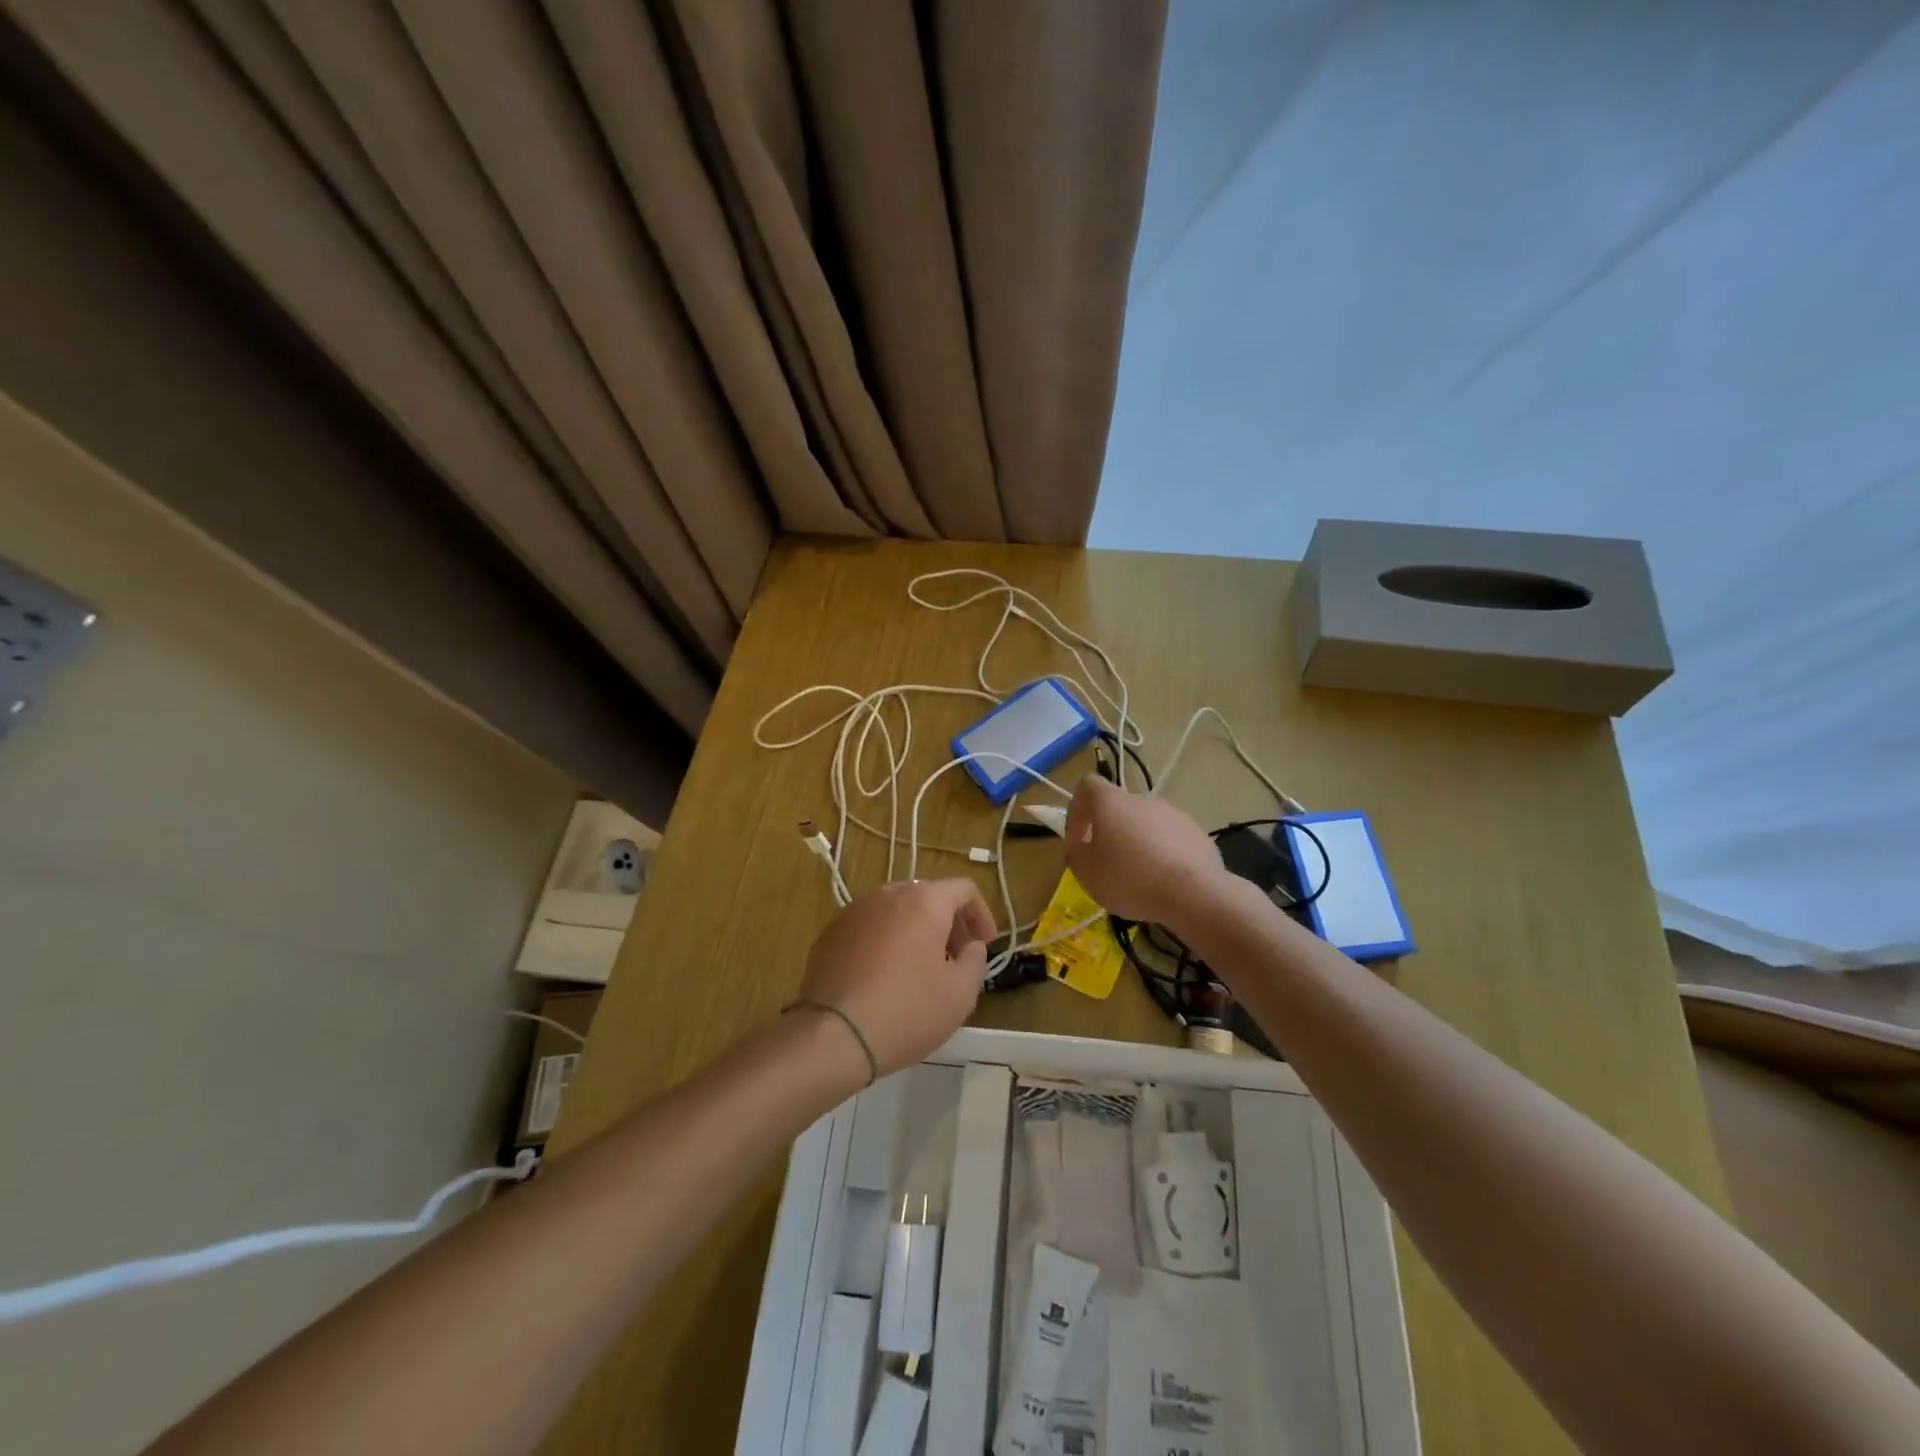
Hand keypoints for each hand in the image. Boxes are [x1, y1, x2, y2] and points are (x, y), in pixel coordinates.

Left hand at [797, 879, 995, 1076]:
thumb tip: (971, 946)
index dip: (981, 915)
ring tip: (920, 969)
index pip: (963, 889)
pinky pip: (869, 927)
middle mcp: (887, 894)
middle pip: (928, 896)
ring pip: (896, 911)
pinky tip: (884, 977)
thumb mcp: (960, 994)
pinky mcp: (831, 932)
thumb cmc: (907, 1011)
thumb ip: (976, 961)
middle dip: (948, 923)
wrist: (834, 1035)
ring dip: (916, 931)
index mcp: (924, 901)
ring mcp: (854, 911)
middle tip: (955, 958)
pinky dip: (885, 941)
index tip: (984, 945)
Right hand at [1065, 776, 1224, 926]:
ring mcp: (1173, 814)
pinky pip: (1170, 840)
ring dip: (1137, 844)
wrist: (1193, 893)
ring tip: (1138, 878)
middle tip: (1107, 865)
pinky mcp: (1196, 833)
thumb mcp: (1087, 873)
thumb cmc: (1129, 878)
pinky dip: (1162, 855)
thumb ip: (1075, 854)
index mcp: (1111, 802)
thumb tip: (1079, 846)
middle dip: (1110, 833)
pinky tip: (1164, 882)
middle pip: (1118, 808)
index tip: (1078, 841)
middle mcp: (1142, 800)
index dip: (1076, 810)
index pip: (1087, 786)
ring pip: (1145, 825)